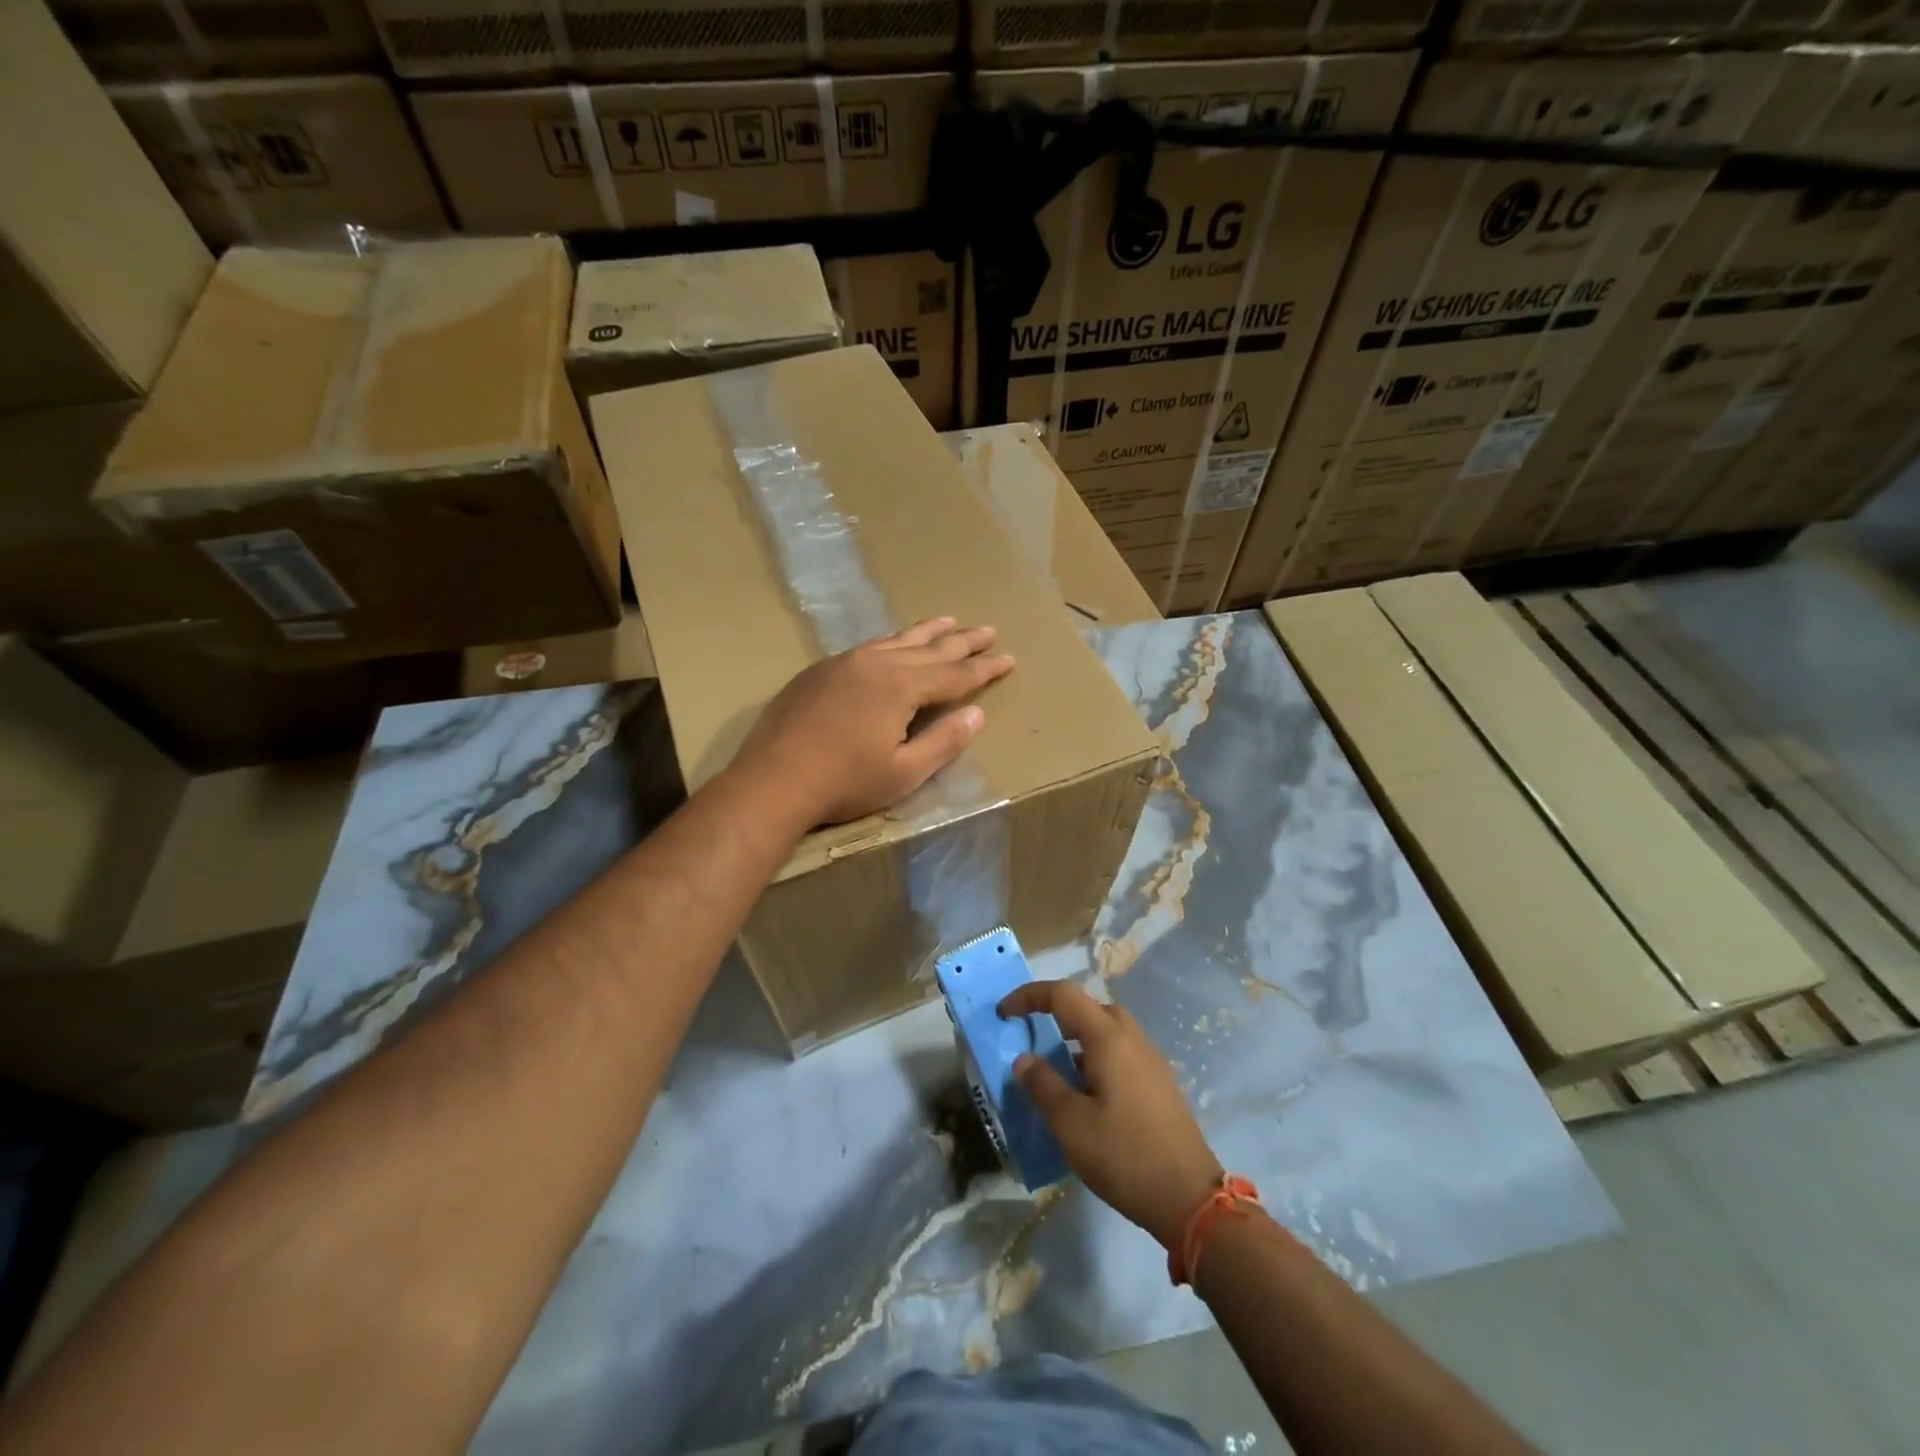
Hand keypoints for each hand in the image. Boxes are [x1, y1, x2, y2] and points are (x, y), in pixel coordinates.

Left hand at [736, 617, 1014, 826]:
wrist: (773, 780)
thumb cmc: (845, 782)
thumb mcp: (905, 772)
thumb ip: (944, 741)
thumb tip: (976, 714)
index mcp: (900, 686)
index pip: (954, 673)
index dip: (984, 668)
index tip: (1008, 658)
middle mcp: (875, 663)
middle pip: (929, 648)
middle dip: (962, 641)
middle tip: (987, 630)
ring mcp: (844, 663)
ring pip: (896, 640)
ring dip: (926, 632)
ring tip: (948, 621)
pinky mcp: (820, 671)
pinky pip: (868, 646)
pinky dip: (892, 642)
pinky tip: (893, 643)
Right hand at [1000, 980, 1223, 1249]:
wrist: (1190, 1199)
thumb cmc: (1124, 1155)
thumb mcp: (1070, 1124)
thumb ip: (1043, 1084)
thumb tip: (1024, 1059)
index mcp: (1108, 1038)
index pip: (1063, 994)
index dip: (1029, 996)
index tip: (1004, 1014)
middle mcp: (1132, 1039)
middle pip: (1089, 1007)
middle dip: (1056, 1014)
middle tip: (1032, 1038)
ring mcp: (1150, 1061)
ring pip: (1107, 1030)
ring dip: (1077, 1039)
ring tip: (1055, 1071)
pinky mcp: (1159, 1084)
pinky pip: (1121, 1053)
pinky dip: (1095, 1057)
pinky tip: (1087, 1095)